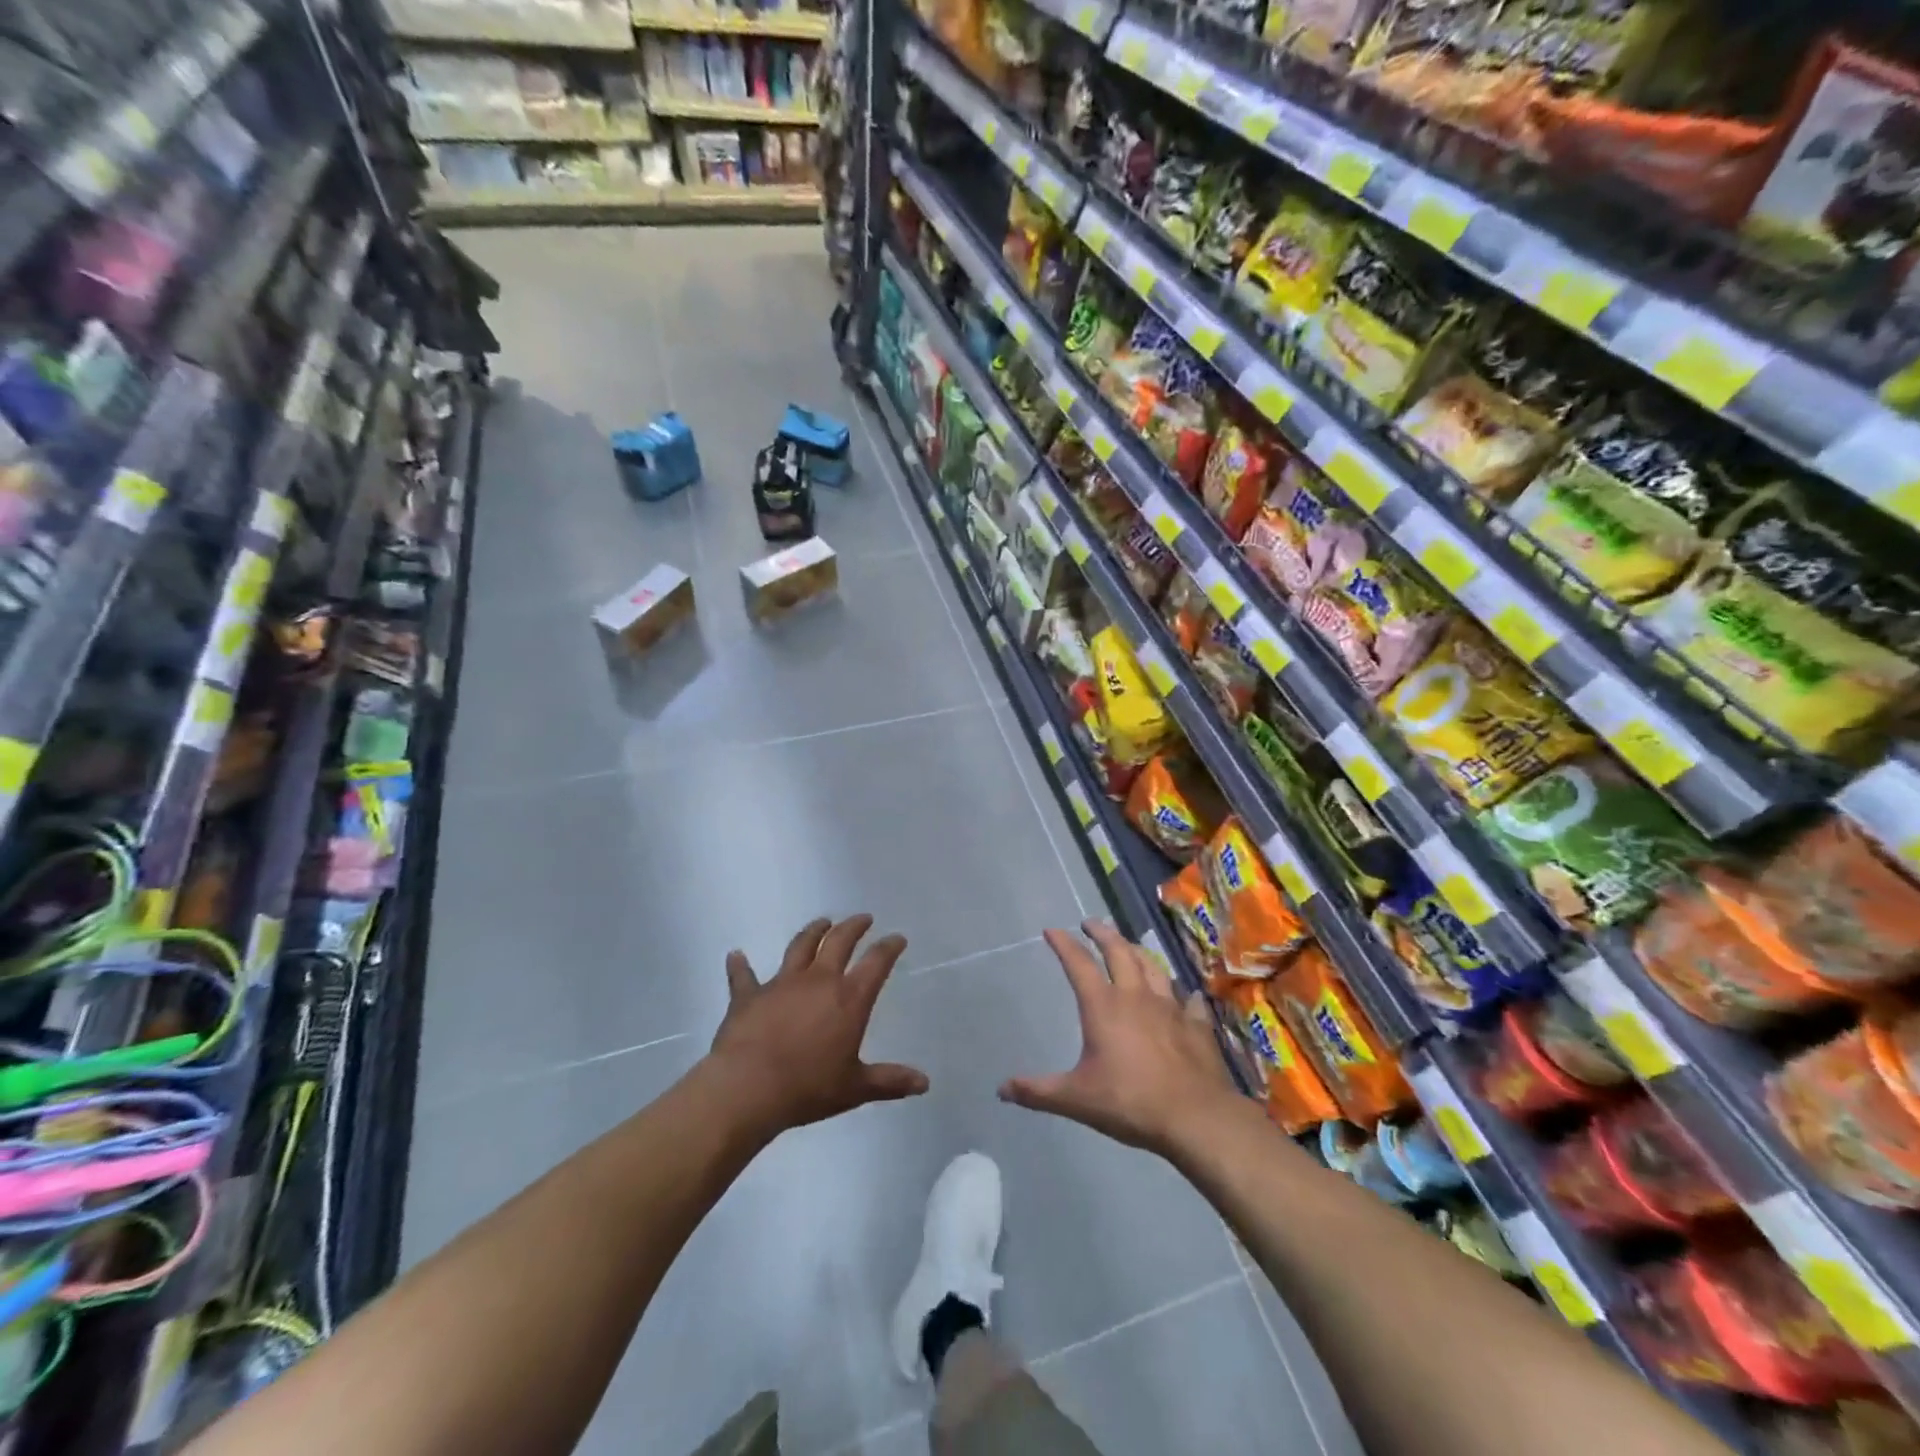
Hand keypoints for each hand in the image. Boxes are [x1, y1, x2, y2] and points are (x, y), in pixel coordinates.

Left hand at [708, 914, 928, 1139]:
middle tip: (862, 919)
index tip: (897, 938)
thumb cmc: (808, 1088)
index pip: (876, 963)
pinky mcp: (749, 995)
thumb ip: (890, 1081)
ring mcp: (781, 983)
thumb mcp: (855, 1088)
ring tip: (822, 922)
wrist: (748, 1088)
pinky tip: (735, 955)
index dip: (889, 947)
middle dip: (853, 927)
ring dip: (813, 931)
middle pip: (839, 941)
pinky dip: (740, 965)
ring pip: (800, 946)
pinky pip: (744, 976)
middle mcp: (818, 980)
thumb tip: (924, 1083)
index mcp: (849, 999)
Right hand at [1000, 921, 1239, 1157]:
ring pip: (1153, 967)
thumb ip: (1038, 1091)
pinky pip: (1190, 1001)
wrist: (1195, 1117)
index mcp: (1103, 1006)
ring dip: (1139, 952)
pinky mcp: (1197, 1025)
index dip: (1064, 944)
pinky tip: (1186, 995)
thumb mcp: (1075, 1099)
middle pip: (1119, 951)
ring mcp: (1171, 1007)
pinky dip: (1184, 994)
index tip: (1053, 930)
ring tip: (1130, 946)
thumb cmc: (1129, 1102)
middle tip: (1091, 923)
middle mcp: (1136, 996)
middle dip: (1102, 933)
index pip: (1079, 963)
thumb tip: (1002, 1089)